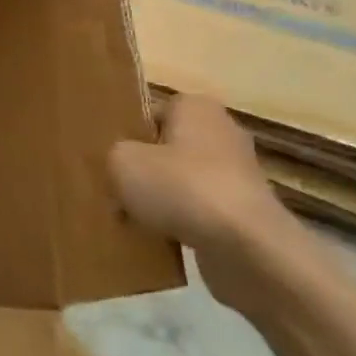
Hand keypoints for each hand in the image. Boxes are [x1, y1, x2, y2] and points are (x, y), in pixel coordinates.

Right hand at [109, 94, 310, 317]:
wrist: (247, 249)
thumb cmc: (181, 188)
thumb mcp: (121, 161)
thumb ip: (113, 155)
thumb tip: (121, 168)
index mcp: (196, 107)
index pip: (150, 112)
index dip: (126, 134)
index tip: (107, 157)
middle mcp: (222, 133)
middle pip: (165, 148)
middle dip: (142, 169)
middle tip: (112, 187)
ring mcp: (238, 175)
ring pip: (180, 182)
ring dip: (158, 199)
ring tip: (129, 218)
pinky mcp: (244, 213)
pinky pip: (197, 212)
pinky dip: (179, 223)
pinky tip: (155, 238)